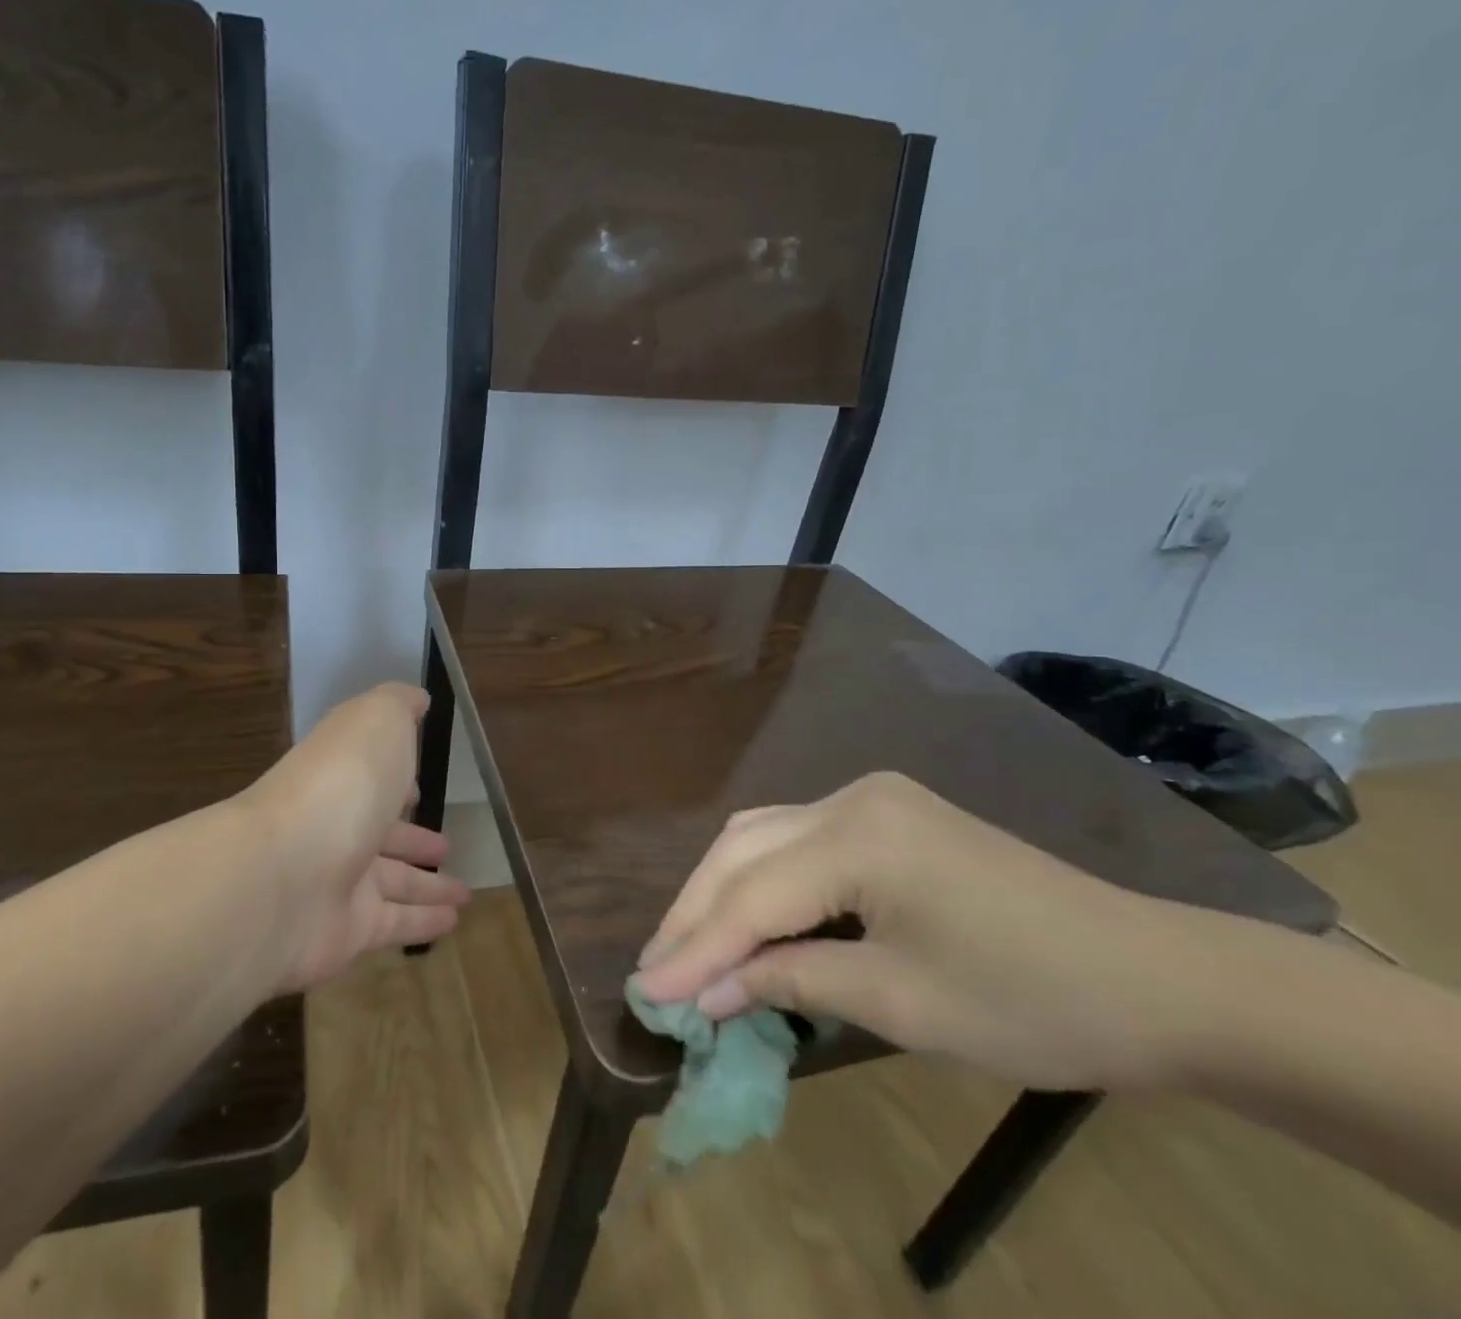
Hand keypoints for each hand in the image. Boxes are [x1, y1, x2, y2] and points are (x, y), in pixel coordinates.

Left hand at [248, 683, 469, 991]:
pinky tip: (453, 922)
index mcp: (341, 775)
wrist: (285, 876)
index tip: (420, 785)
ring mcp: (339, 881)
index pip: (371, 776)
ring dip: (428, 885)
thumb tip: (416, 699)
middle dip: (413, 838)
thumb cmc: (342, 783)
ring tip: (464, 893)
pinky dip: (424, 922)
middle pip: (381, 833)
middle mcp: (336, 826)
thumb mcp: (377, 720)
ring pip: (393, 883)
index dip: (396, 778)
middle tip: (445, 846)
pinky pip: (396, 924)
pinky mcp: (349, 931)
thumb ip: (398, 705)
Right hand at [634, 772, 1222, 1091]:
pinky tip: (747, 915)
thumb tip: (708, 993)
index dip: (695, 949)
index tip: (645, 992)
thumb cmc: (1033, 1002)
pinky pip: (796, 839)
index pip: (753, 897)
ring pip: (762, 836)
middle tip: (655, 969)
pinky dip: (761, 879)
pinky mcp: (884, 814)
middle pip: (743, 851)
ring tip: (687, 945)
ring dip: (720, 890)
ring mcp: (868, 799)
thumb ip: (792, 981)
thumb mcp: (902, 1004)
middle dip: (695, 913)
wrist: (1157, 978)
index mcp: (858, 837)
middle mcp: (850, 798)